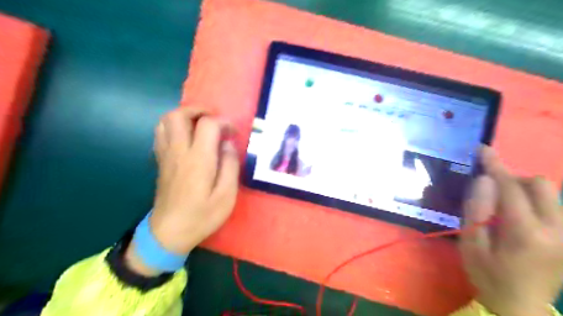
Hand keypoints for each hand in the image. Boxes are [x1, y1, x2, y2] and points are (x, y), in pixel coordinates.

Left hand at [125, 107, 239, 275]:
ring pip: (165, 121)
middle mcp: (178, 152)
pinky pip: (161, 133)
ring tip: (200, 125)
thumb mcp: (226, 196)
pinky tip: (187, 137)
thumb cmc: (202, 216)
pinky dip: (174, 126)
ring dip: (184, 116)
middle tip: (214, 120)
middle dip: (198, 110)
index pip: (207, 125)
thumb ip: (230, 166)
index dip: (224, 122)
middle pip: (179, 115)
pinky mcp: (160, 161)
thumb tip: (228, 144)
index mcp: (198, 160)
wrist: (169, 233)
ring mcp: (165, 155)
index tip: (233, 133)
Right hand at [462, 146, 562, 315]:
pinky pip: (553, 207)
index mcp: (526, 234)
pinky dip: (532, 202)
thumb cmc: (487, 275)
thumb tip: (483, 181)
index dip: (495, 166)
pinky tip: (515, 217)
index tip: (483, 149)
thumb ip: (476, 211)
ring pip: (551, 195)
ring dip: (522, 190)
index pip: (511, 189)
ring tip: (501, 207)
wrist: (519, 307)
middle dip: (514, 178)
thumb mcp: (470, 245)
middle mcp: (557, 231)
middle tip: (490, 189)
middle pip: (542, 186)